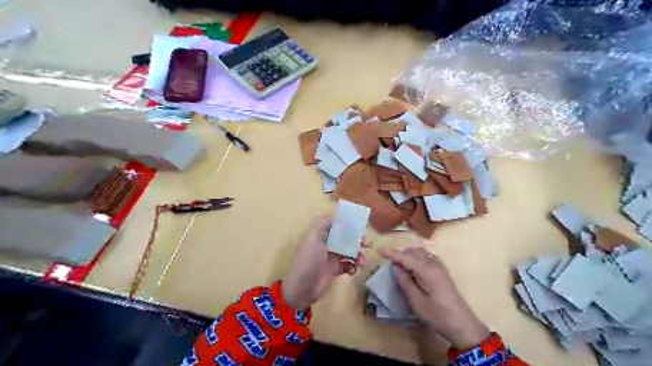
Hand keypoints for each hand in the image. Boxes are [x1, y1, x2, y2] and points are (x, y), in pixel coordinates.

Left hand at [283, 217, 368, 311]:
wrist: (301, 289)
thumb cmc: (308, 261)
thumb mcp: (312, 238)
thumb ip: (322, 224)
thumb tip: (336, 216)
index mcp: (320, 234)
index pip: (337, 224)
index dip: (349, 224)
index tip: (361, 227)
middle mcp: (326, 243)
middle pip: (345, 237)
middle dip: (357, 240)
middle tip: (367, 244)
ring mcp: (330, 257)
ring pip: (349, 251)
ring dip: (358, 255)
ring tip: (363, 262)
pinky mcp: (334, 270)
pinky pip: (347, 265)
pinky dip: (352, 267)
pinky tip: (352, 271)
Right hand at [384, 248, 488, 349]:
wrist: (462, 324)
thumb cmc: (437, 315)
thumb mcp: (416, 301)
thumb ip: (405, 281)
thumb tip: (396, 267)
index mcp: (427, 271)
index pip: (407, 257)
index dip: (393, 254)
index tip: (380, 251)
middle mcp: (434, 264)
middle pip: (414, 252)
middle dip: (400, 254)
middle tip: (389, 262)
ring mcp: (440, 266)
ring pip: (420, 252)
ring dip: (409, 254)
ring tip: (399, 264)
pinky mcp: (442, 271)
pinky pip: (427, 257)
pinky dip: (417, 257)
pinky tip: (412, 266)